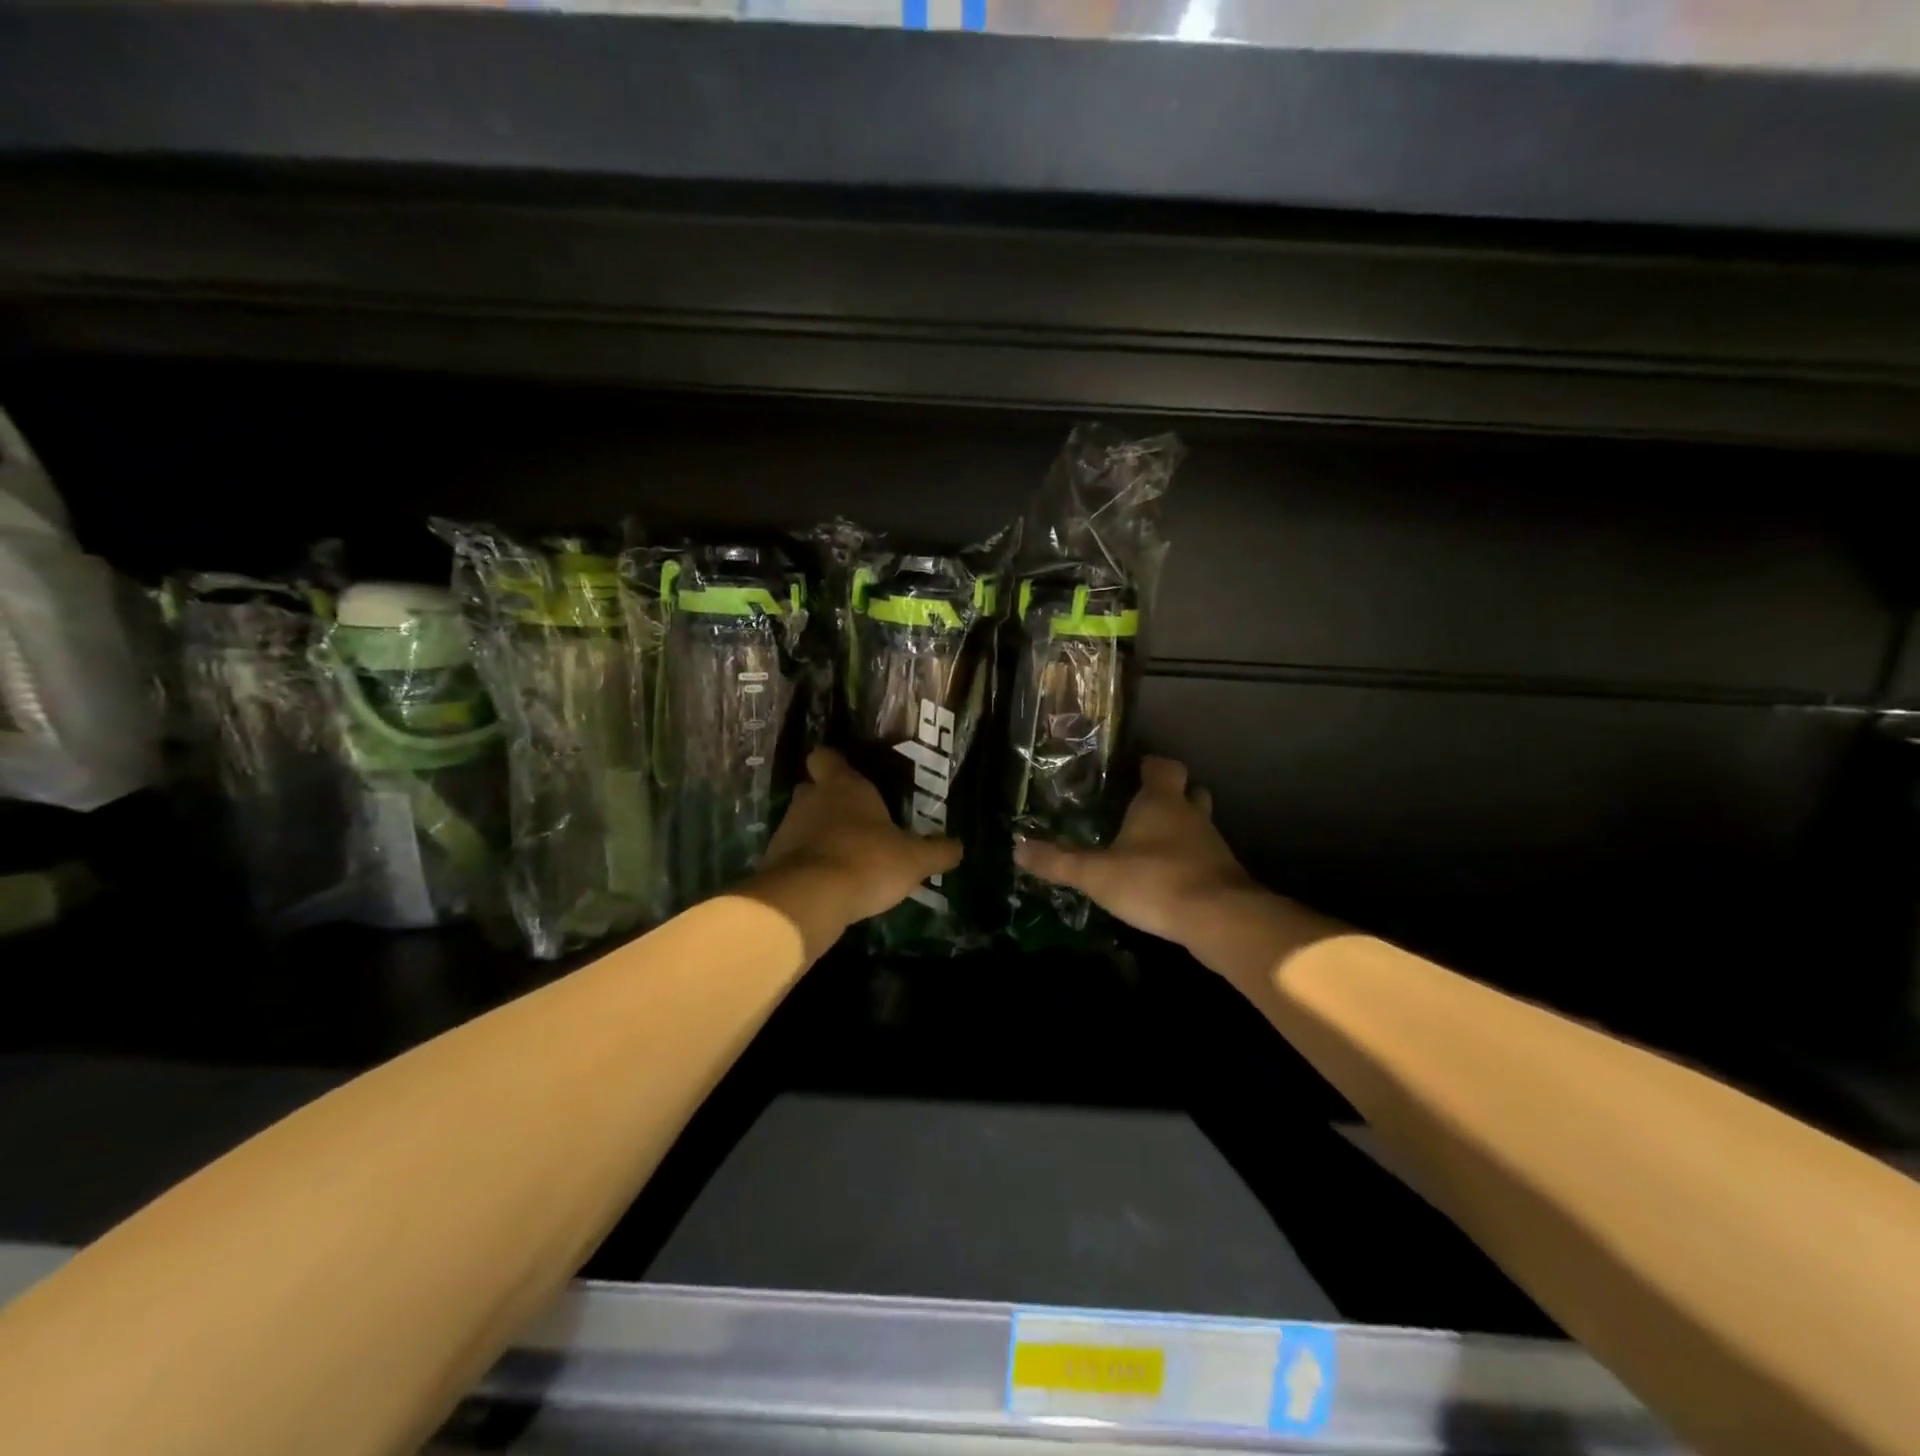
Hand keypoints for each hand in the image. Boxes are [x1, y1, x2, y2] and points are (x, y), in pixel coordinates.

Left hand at [741, 748, 961, 957]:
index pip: (826, 757)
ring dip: (820, 836)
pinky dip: (809, 864)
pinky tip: (830, 882)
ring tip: (847, 857)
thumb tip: (959, 847)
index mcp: (843, 786)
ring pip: (803, 823)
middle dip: (830, 801)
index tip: (848, 774)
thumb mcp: (914, 860)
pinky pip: (795, 855)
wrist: (808, 899)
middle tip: (857, 820)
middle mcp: (811, 800)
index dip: (834, 763)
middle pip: (814, 790)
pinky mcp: (774, 862)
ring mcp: (788, 830)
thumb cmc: (866, 861)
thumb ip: (937, 852)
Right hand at [1014, 757, 1255, 945]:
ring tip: (1152, 845)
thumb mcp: (1095, 874)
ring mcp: (1213, 845)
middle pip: (1189, 792)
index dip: (1151, 765)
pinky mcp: (1224, 875)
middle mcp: (1191, 816)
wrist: (1220, 920)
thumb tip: (1017, 849)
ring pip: (1199, 825)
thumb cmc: (1154, 881)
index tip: (1135, 768)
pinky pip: (1205, 857)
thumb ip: (1058, 862)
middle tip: (1143, 807)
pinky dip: (1189, 861)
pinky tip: (1169, 878)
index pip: (1163, 767)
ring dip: (1181, 830)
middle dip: (1171, 796)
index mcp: (1160, 802)